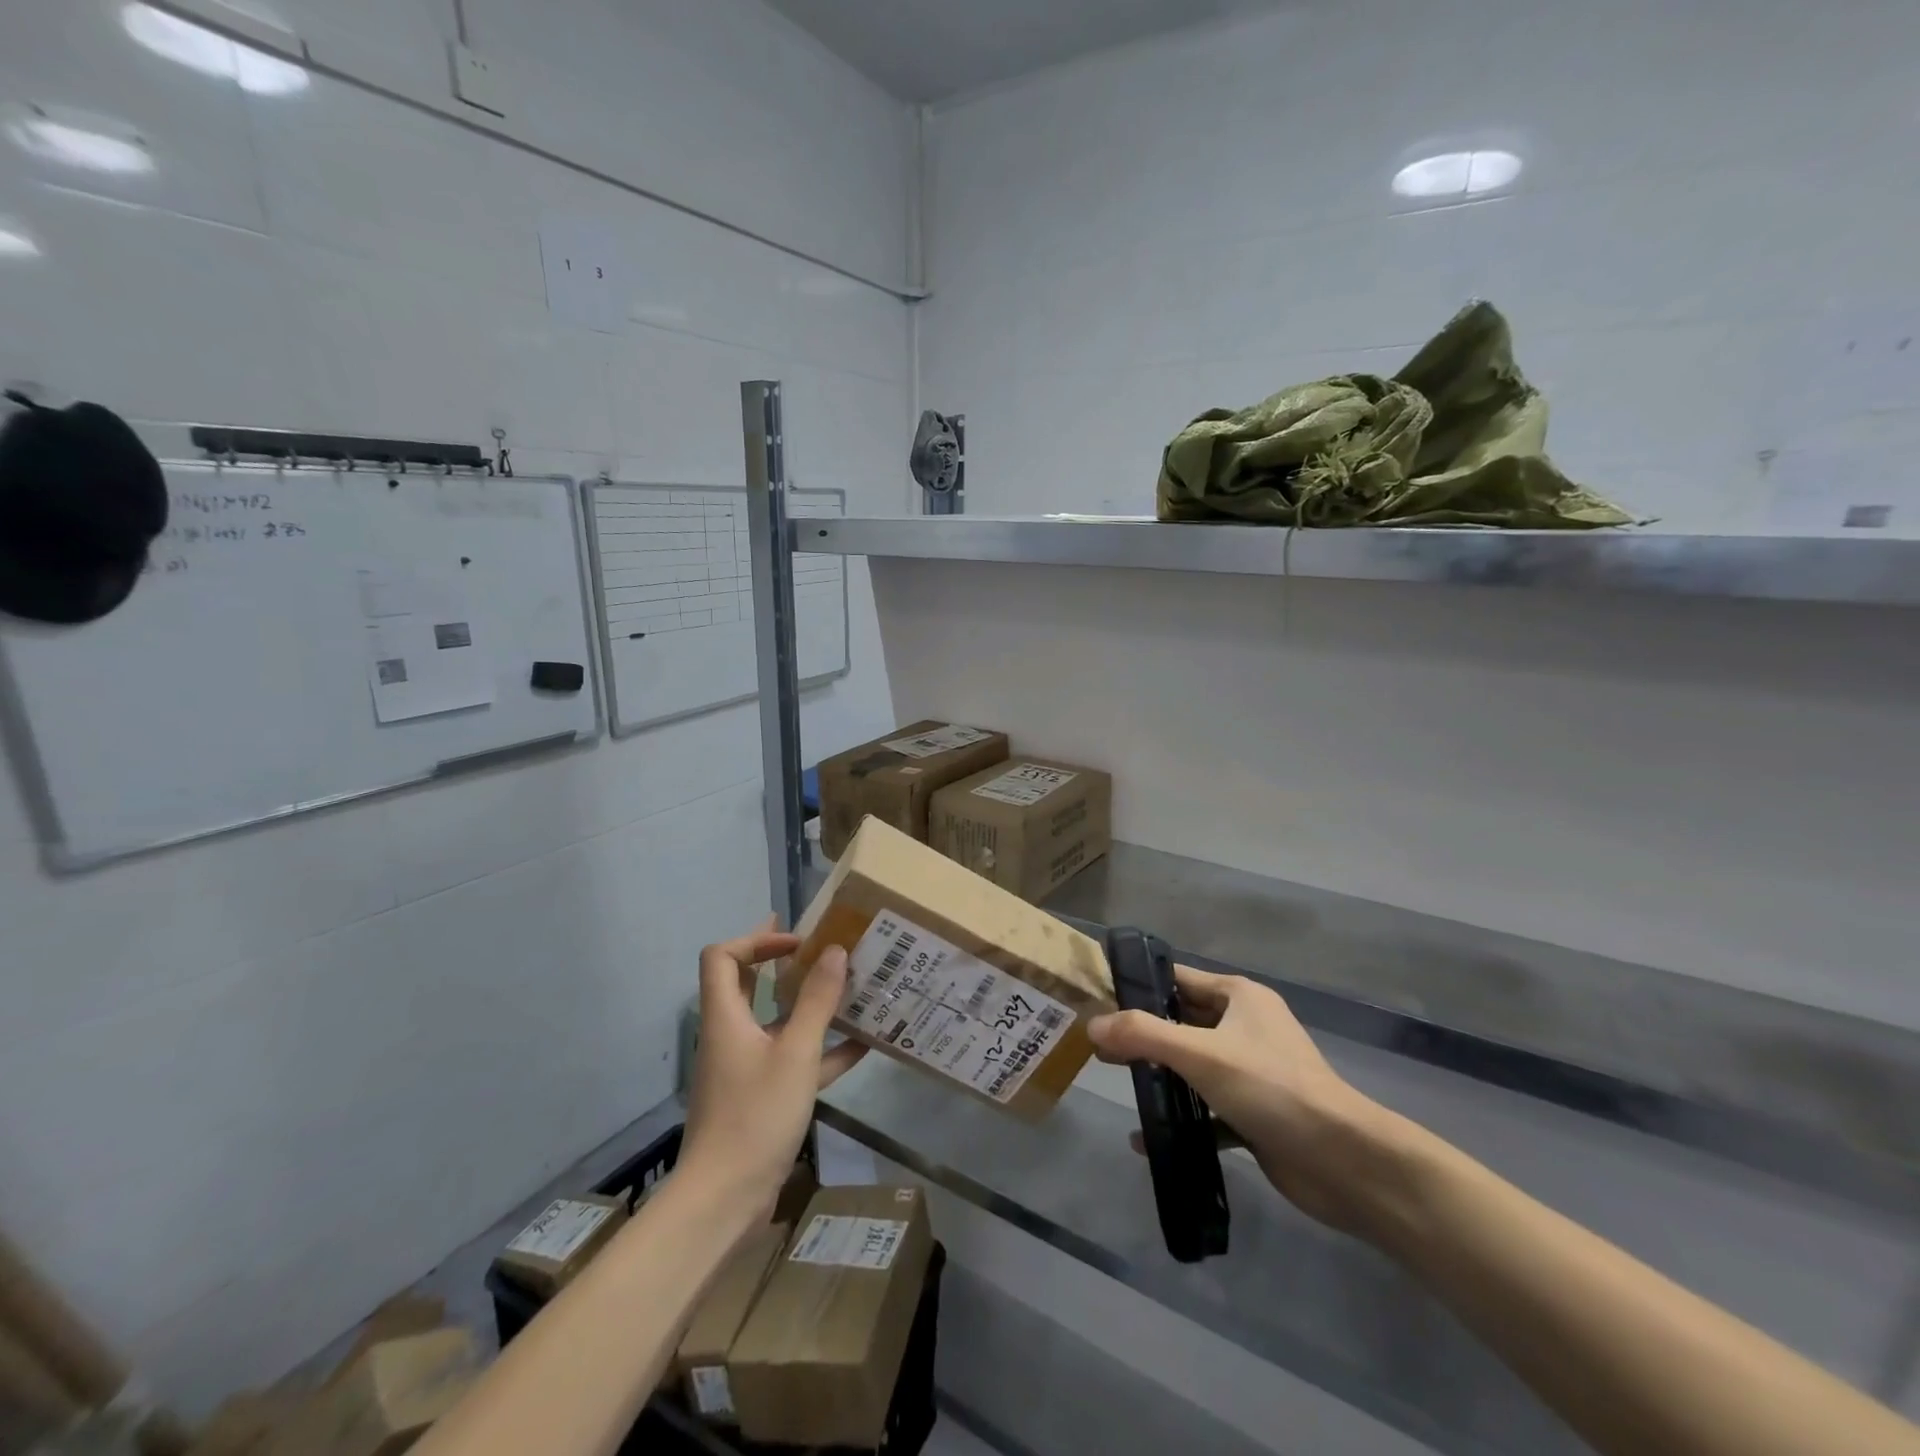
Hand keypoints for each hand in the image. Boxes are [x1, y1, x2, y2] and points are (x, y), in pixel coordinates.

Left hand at [679, 920, 866, 1214]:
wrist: (724, 1201)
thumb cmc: (755, 1116)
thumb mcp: (796, 1053)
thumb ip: (817, 1001)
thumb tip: (835, 951)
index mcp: (726, 1017)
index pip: (723, 957)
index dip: (756, 940)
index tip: (798, 942)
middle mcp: (730, 1035)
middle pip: (746, 984)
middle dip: (779, 961)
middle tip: (816, 946)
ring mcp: (744, 1068)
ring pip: (773, 1023)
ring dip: (806, 1005)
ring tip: (848, 990)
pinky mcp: (759, 1097)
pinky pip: (790, 1060)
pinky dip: (819, 1049)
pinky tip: (860, 1046)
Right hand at [1087, 966, 1394, 1235]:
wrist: (1345, 1164)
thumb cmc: (1272, 1089)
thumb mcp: (1201, 1054)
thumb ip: (1142, 1035)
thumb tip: (1091, 1025)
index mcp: (1239, 997)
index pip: (1178, 979)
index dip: (1139, 986)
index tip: (1098, 1000)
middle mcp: (1246, 1027)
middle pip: (1183, 1022)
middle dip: (1144, 1035)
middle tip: (1099, 1048)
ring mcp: (1253, 1072)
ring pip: (1194, 1066)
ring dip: (1162, 1078)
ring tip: (1120, 1086)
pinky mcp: (1256, 1114)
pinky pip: (1208, 1110)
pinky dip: (1182, 1121)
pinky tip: (1147, 1140)